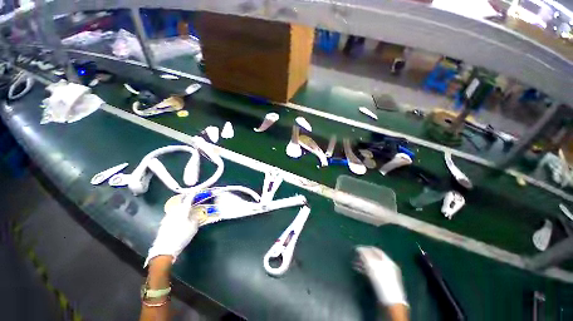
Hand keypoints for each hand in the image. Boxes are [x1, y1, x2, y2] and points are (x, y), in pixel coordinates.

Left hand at [144, 200, 198, 266]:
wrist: (165, 248)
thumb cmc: (182, 236)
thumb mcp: (193, 227)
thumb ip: (195, 218)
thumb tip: (196, 213)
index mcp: (182, 210)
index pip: (188, 199)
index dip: (192, 194)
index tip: (195, 191)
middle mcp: (173, 211)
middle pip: (179, 202)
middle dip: (185, 199)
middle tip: (190, 197)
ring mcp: (167, 217)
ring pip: (175, 207)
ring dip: (180, 205)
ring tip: (185, 207)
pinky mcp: (163, 223)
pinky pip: (172, 213)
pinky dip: (176, 212)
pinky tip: (179, 216)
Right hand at [355, 246, 407, 306]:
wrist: (391, 303)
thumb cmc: (383, 282)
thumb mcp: (373, 266)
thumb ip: (365, 255)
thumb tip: (359, 249)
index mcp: (388, 261)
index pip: (375, 250)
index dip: (365, 248)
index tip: (356, 249)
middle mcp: (389, 267)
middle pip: (374, 258)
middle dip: (364, 256)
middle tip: (355, 256)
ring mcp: (387, 276)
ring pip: (372, 266)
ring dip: (363, 264)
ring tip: (355, 264)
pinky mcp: (383, 284)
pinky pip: (373, 273)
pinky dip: (365, 271)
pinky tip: (359, 271)